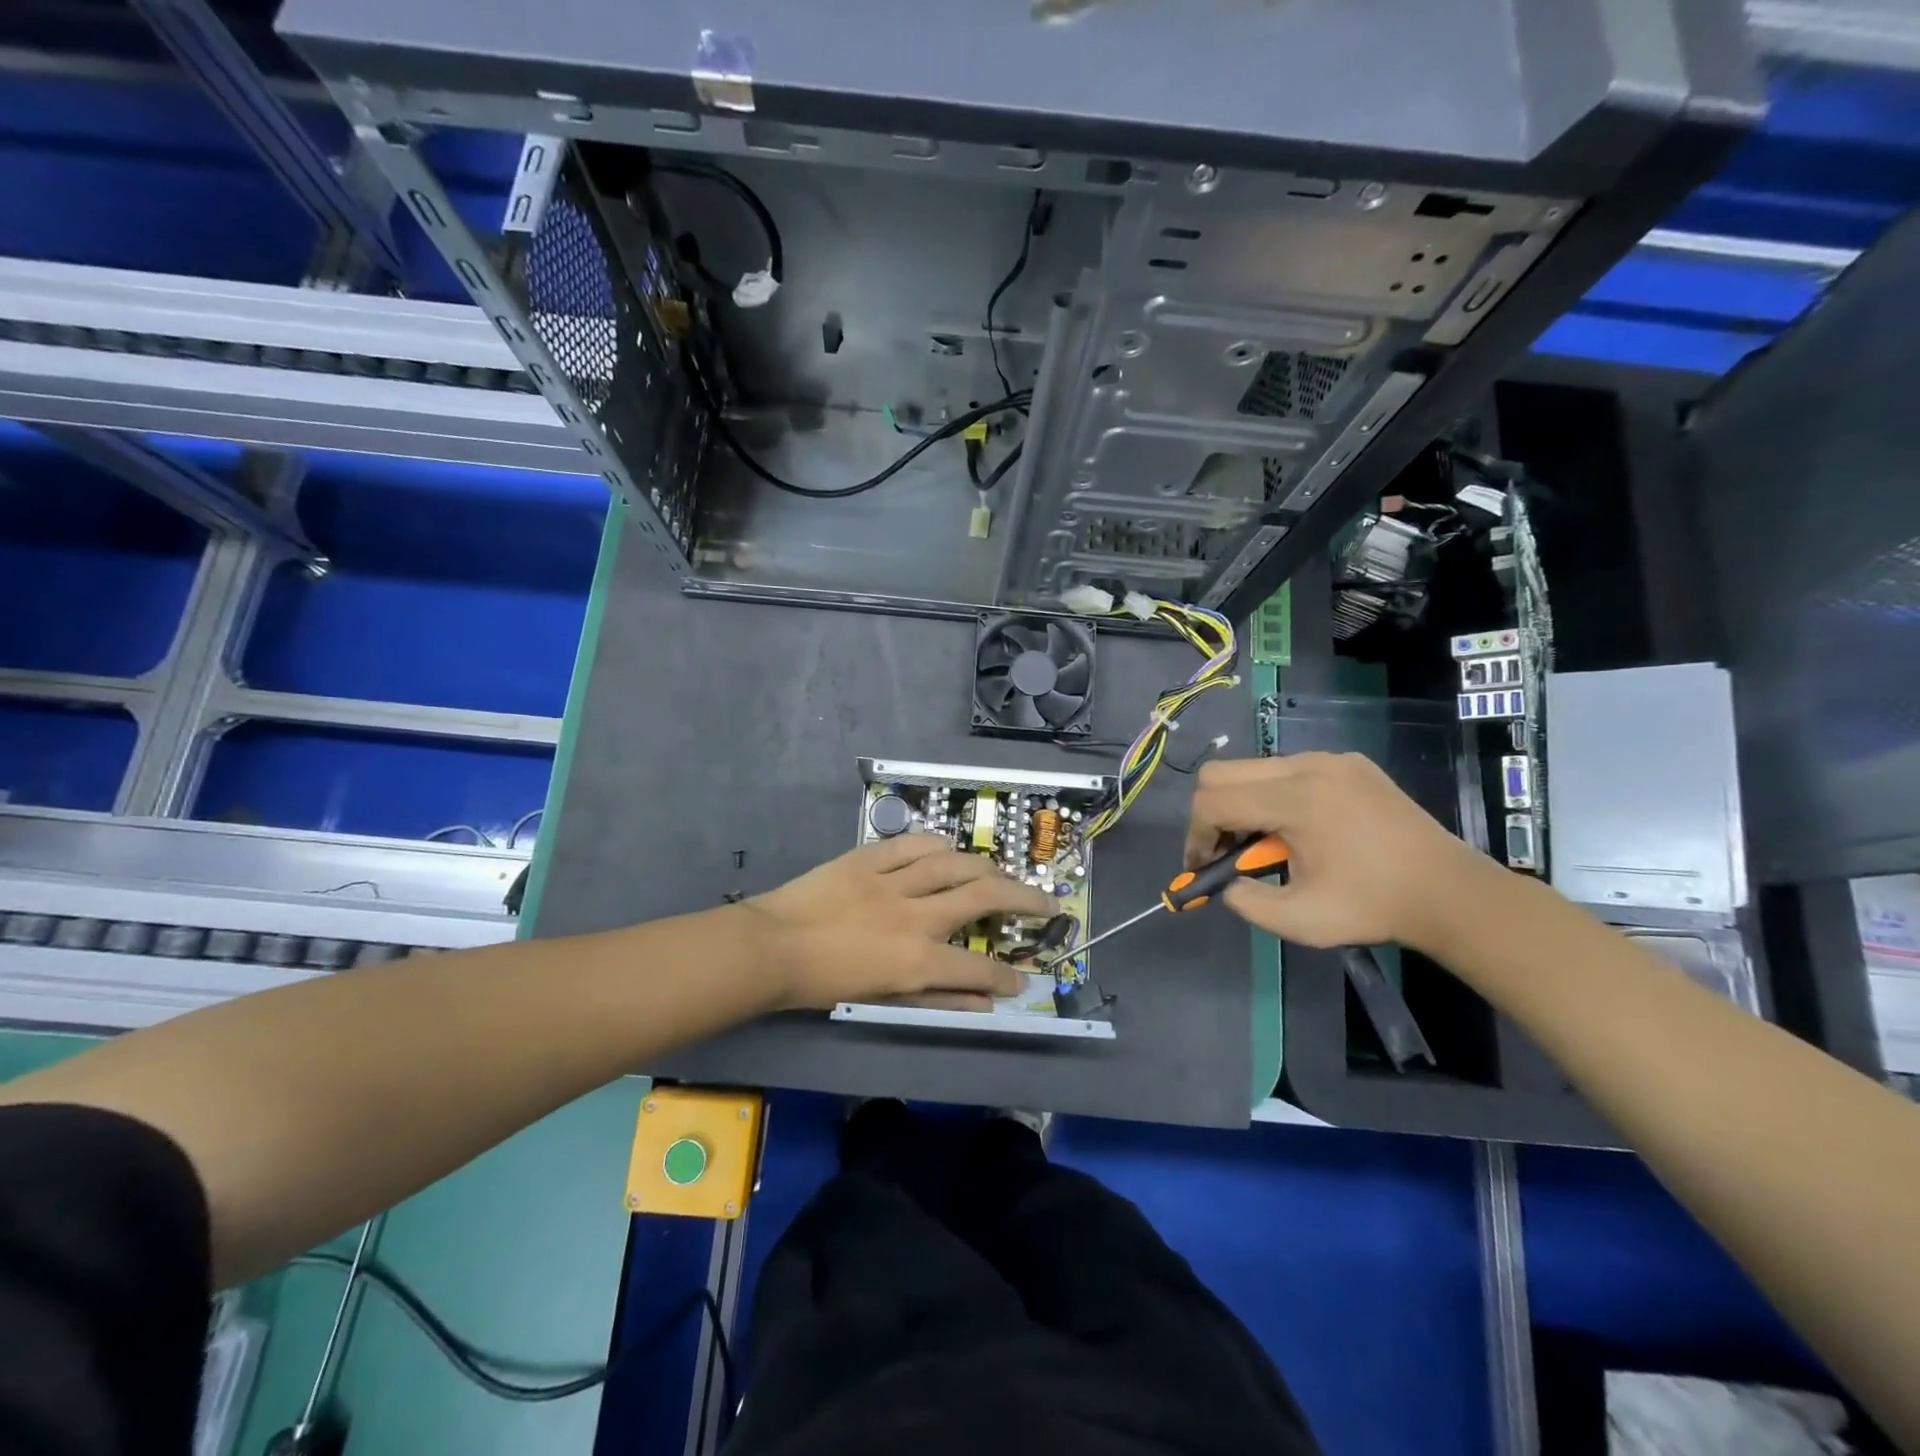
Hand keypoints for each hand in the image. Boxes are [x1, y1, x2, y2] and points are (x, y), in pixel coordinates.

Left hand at [743, 835, 1057, 1010]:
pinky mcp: (870, 857)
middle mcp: (915, 916)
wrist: (772, 947)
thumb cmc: (824, 983)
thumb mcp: (882, 999)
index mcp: (916, 960)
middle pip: (983, 897)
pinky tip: (951, 850)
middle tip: (1047, 902)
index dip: (1006, 976)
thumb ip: (938, 998)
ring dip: (987, 868)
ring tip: (1004, 874)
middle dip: (1024, 900)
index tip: (1020, 979)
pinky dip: (939, 845)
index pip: (979, 968)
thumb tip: (985, 1001)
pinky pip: (914, 844)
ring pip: (955, 863)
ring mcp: (893, 881)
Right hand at [1184, 752, 1491, 950]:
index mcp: (1295, 800)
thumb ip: (1245, 901)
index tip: (1202, 867)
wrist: (1450, 891)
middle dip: (1211, 814)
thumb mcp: (1299, 920)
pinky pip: (1287, 768)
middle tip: (1226, 851)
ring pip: (1252, 768)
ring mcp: (1330, 759)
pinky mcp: (1348, 762)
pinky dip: (1274, 795)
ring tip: (1266, 844)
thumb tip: (1225, 882)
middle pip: (1221, 773)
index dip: (1195, 835)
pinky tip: (1300, 829)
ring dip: (1243, 804)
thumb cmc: (1374, 907)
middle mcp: (1307, 766)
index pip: (1212, 801)